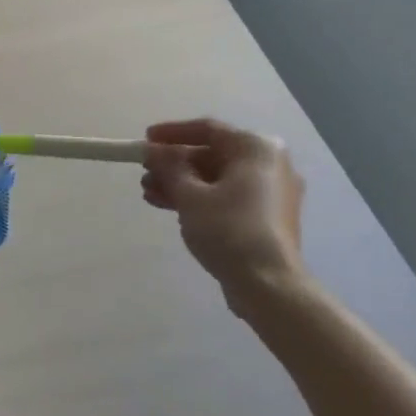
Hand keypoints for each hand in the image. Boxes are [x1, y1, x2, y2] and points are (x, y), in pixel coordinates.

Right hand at [141, 119, 307, 302]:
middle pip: (212, 155)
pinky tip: (170, 207)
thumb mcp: (190, 195)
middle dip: (174, 165)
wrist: (268, 285)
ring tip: (149, 194)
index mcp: (257, 148)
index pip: (208, 129)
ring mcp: (271, 192)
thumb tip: (152, 150)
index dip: (172, 133)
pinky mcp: (266, 216)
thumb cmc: (229, 230)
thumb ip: (169, 167)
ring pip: (217, 178)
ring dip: (181, 184)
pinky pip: (227, 196)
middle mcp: (270, 163)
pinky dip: (200, 199)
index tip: (145, 140)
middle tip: (144, 174)